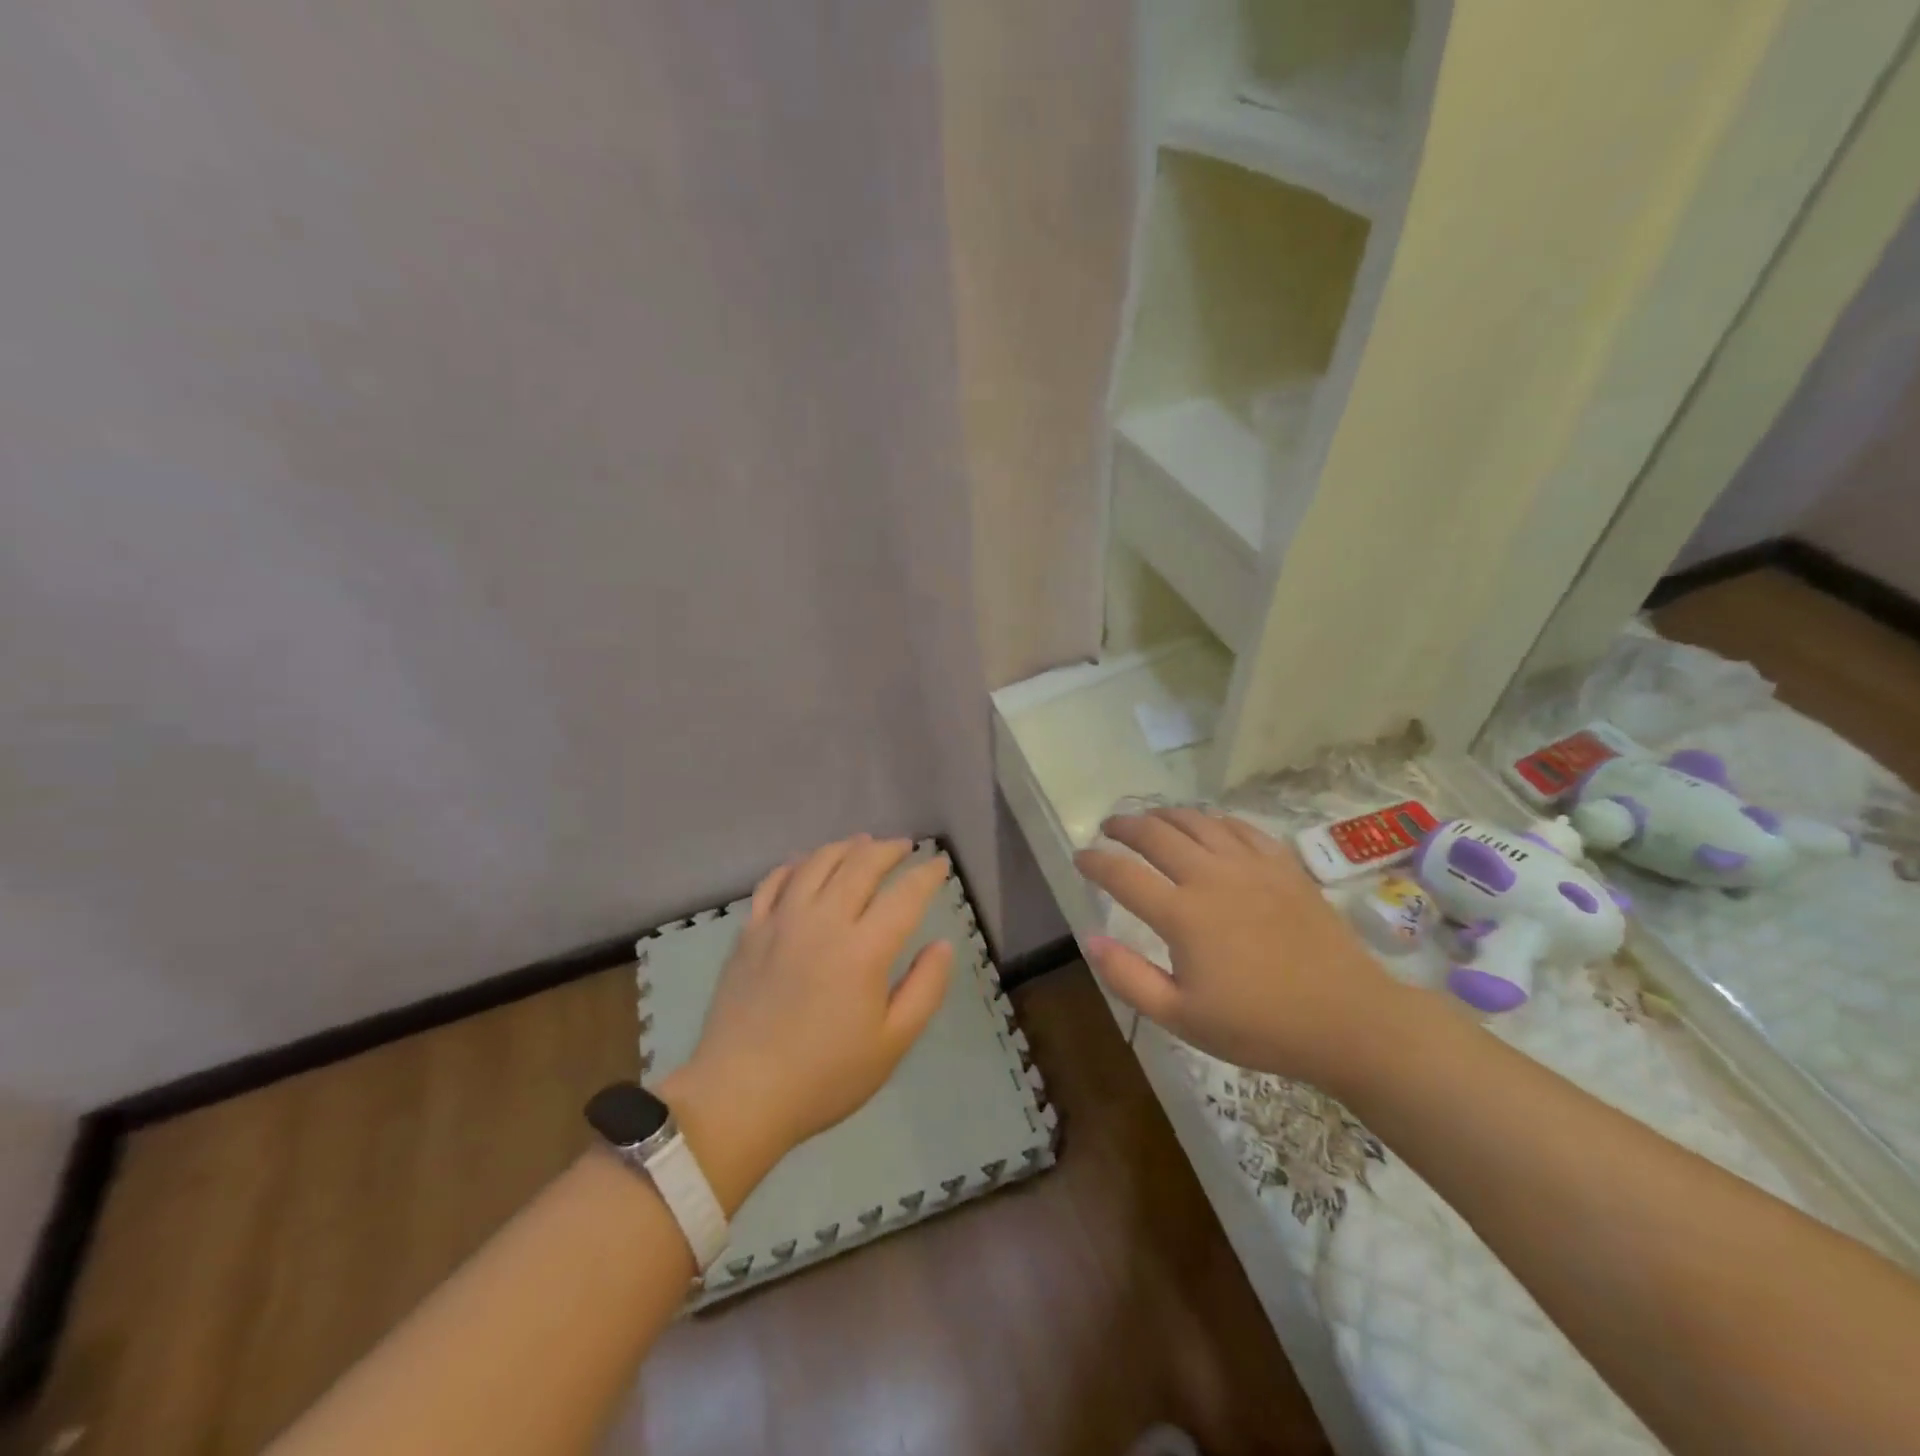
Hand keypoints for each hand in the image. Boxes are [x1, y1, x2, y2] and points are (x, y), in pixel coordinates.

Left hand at [669, 836, 952, 1178]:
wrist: (740, 1095)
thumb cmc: (824, 1077)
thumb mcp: (892, 1044)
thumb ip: (925, 989)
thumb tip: (942, 944)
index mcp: (863, 950)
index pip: (905, 895)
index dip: (927, 875)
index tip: (939, 864)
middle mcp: (823, 921)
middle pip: (861, 865)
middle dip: (888, 850)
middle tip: (905, 846)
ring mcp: (781, 921)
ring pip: (817, 863)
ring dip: (845, 847)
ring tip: (862, 843)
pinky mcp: (750, 931)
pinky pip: (775, 881)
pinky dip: (796, 864)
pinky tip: (806, 864)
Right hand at [1075, 808, 1418, 1091]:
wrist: (1348, 1019)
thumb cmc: (1259, 1026)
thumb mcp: (1182, 1017)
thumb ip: (1129, 978)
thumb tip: (1090, 940)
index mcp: (1182, 914)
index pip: (1122, 874)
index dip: (1094, 862)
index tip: (1079, 857)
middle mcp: (1211, 876)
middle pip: (1156, 834)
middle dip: (1125, 826)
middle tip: (1109, 827)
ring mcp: (1251, 866)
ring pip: (1197, 821)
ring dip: (1165, 815)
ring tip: (1150, 819)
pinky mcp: (1283, 866)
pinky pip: (1240, 827)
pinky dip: (1214, 820)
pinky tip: (1208, 826)